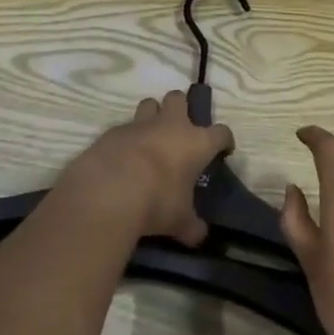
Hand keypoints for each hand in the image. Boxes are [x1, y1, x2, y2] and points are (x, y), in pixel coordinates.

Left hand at [65, 92, 233, 246]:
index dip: (224, 140)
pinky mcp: (112, 132)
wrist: (109, 191)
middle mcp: (170, 126)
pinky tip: (120, 158)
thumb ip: (191, 226)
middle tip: (178, 130)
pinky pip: (122, 128)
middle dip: (180, 108)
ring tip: (148, 138)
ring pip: (149, 104)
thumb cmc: (157, 201)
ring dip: (151, 116)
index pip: (220, 132)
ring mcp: (139, 125)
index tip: (223, 149)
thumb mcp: (179, 221)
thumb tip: (199, 236)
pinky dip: (124, 139)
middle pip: (178, 99)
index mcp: (196, 142)